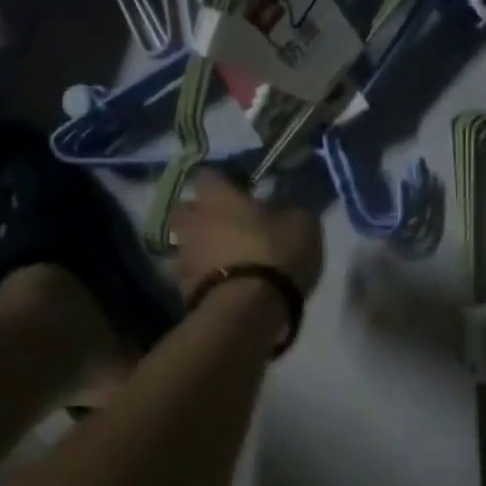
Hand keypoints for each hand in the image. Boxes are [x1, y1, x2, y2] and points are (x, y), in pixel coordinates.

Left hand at [169, 171, 323, 301]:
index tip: (244, 190)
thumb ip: (290, 211)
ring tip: (233, 258)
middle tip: (231, 223)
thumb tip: (284, 211)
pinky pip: (195, 273)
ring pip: (189, 242)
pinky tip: (231, 283)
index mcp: (218, 197)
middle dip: (204, 214)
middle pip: (188, 209)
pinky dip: (209, 275)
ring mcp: (183, 256)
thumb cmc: (275, 254)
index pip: (209, 174)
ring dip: (206, 247)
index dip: (225, 182)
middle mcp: (193, 221)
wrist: (246, 311)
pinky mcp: (183, 289)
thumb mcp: (303, 225)